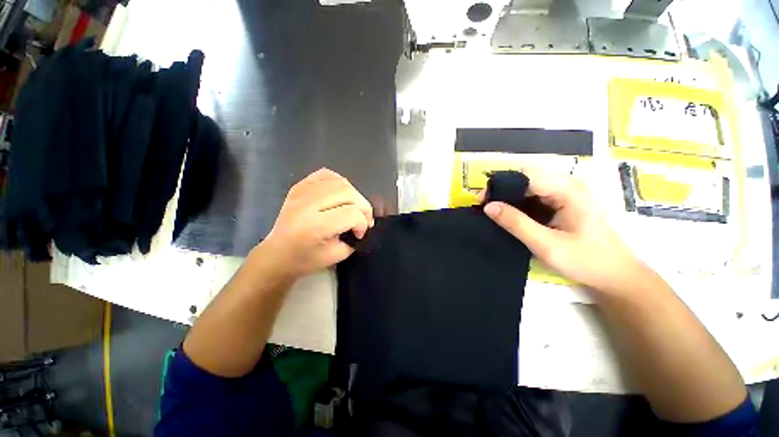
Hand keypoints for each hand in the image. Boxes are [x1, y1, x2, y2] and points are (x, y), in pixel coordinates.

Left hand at [255, 168, 373, 280]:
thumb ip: (353, 238)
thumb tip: (363, 223)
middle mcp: (307, 204)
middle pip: (348, 193)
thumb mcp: (336, 256)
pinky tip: (342, 195)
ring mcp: (302, 192)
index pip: (351, 213)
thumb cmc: (304, 260)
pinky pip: (326, 174)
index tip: (360, 234)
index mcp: (315, 226)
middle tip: (365, 219)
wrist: (277, 255)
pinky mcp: (299, 187)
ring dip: (355, 195)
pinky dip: (340, 182)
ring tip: (355, 208)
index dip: (362, 223)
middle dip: (363, 206)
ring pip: (340, 182)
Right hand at [483, 166, 646, 294]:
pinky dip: (520, 205)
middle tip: (487, 210)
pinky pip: (536, 196)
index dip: (500, 186)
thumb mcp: (546, 244)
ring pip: (529, 187)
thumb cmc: (585, 260)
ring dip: (510, 199)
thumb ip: (516, 223)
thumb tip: (488, 206)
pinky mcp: (565, 202)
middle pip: (526, 179)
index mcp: (568, 191)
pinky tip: (512, 218)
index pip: (525, 176)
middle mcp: (568, 185)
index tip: (482, 202)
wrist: (615, 276)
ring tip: (496, 215)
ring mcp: (567, 193)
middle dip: (503, 192)